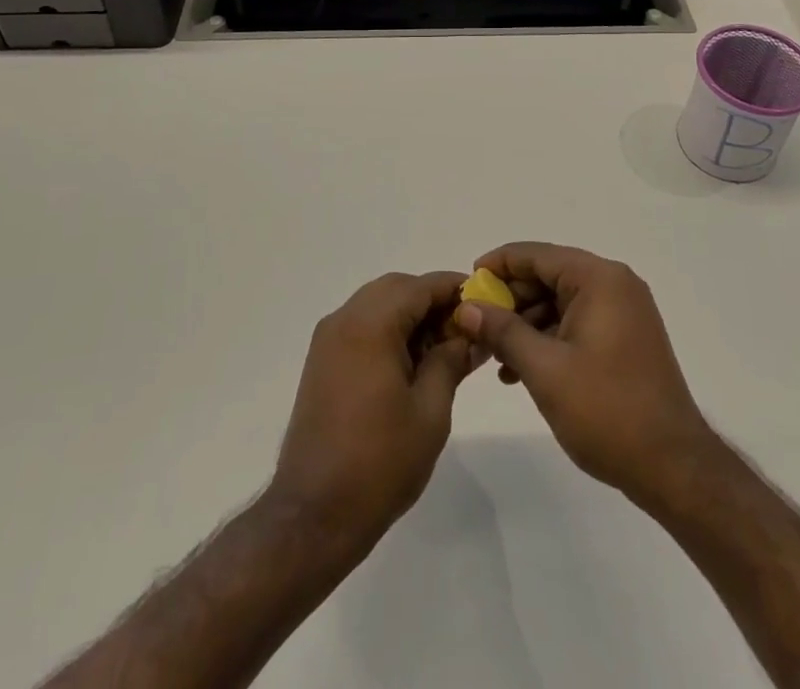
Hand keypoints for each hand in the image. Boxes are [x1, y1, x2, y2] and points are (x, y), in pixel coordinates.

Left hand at [272, 271, 476, 546]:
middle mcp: (344, 319)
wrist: (314, 515)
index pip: (420, 285)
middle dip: (432, 301)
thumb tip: (470, 334)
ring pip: (377, 304)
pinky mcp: (322, 361)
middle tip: (464, 331)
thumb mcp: (430, 410)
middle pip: (397, 288)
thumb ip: (451, 360)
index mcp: (370, 324)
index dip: (455, 289)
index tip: (485, 303)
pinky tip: (411, 365)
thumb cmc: (380, 462)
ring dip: (410, 315)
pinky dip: (388, 331)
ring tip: (442, 351)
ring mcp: (328, 340)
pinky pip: (361, 326)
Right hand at [455, 243, 717, 508]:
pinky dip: (548, 339)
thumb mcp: (544, 370)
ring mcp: (624, 312)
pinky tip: (520, 369)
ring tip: (492, 356)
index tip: (467, 284)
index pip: (537, 255)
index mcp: (599, 279)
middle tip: (474, 325)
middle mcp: (614, 285)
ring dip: (525, 324)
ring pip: (560, 302)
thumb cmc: (606, 411)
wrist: (673, 468)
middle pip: (548, 276)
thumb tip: (466, 307)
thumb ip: (502, 331)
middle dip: (510, 300)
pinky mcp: (625, 338)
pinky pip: (576, 323)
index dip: (498, 265)